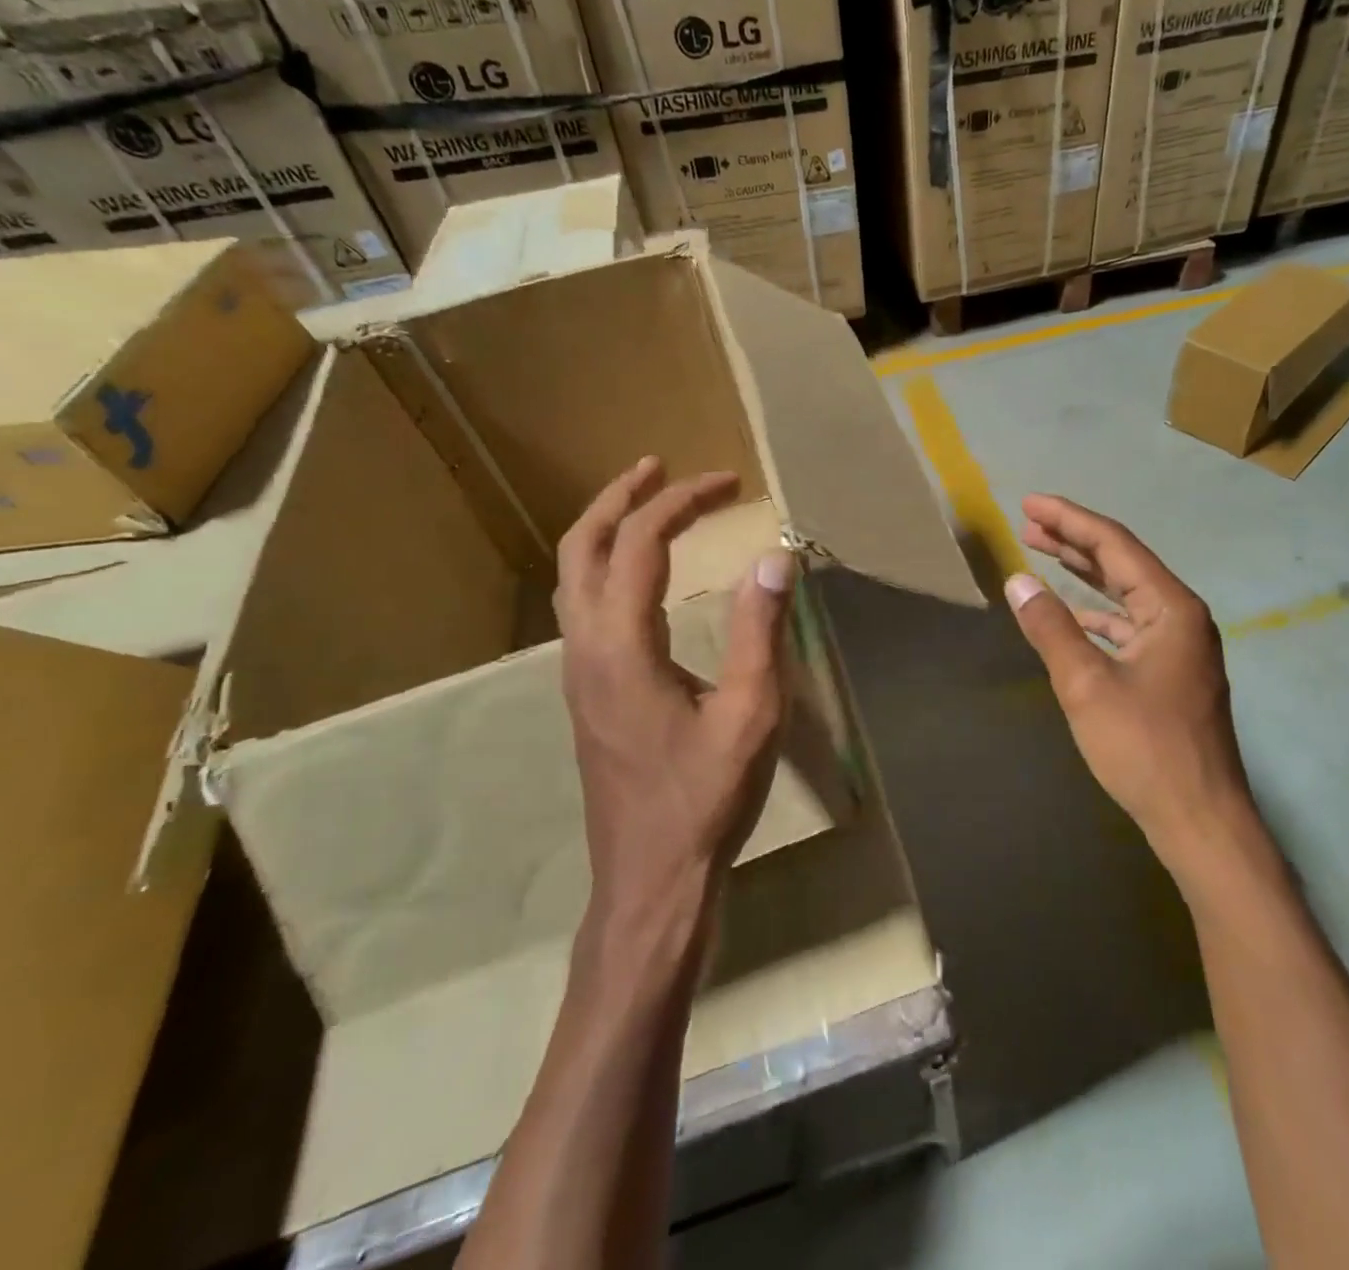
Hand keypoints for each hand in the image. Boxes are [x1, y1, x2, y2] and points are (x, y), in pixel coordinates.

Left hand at [554, 457, 795, 920]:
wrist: (652, 880)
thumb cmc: (705, 799)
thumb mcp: (750, 715)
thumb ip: (759, 631)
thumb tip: (776, 557)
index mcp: (622, 645)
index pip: (641, 544)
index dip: (682, 502)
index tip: (728, 484)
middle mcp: (586, 648)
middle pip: (581, 547)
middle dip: (620, 498)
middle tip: (659, 467)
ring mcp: (578, 673)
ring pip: (572, 577)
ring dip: (606, 530)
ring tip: (645, 505)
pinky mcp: (587, 694)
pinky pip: (583, 606)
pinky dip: (605, 567)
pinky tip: (640, 577)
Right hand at [1005, 495, 1257, 878]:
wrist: (1199, 819)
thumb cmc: (1144, 748)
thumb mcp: (1087, 685)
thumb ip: (1051, 628)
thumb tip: (1018, 581)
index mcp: (1171, 608)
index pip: (1114, 545)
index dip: (1069, 520)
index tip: (1028, 504)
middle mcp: (1182, 617)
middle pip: (1122, 563)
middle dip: (1074, 541)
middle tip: (1028, 523)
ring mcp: (1181, 646)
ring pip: (1126, 594)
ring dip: (1084, 575)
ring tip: (1043, 555)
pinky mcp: (1172, 673)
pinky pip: (1130, 626)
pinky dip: (1097, 614)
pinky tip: (1073, 615)